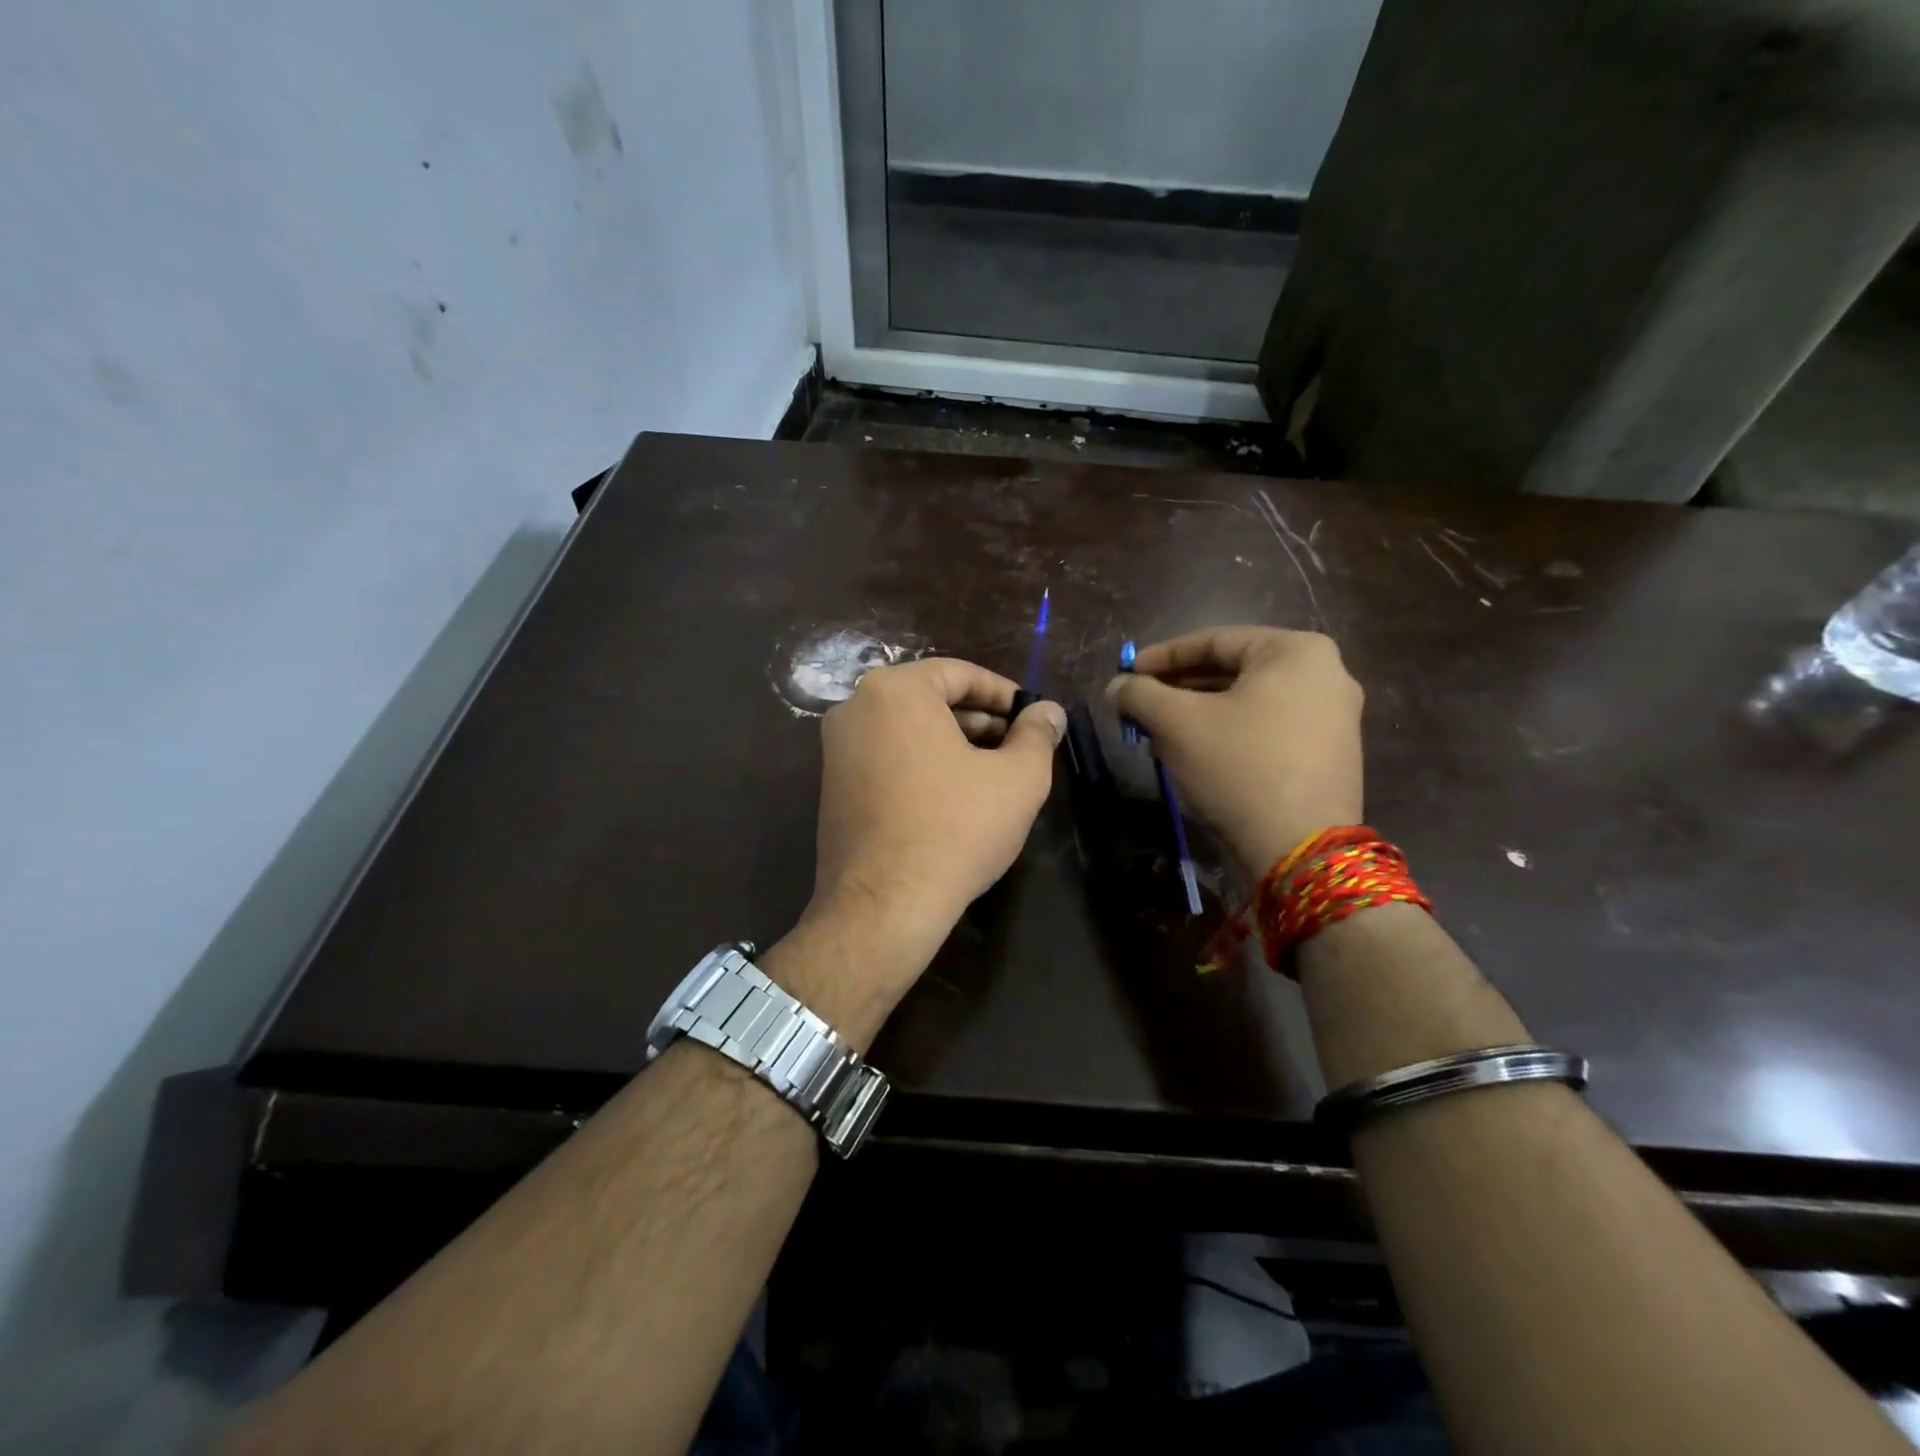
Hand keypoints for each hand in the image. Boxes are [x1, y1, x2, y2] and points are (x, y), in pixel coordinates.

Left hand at [793, 658, 1064, 1013]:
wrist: (884, 905)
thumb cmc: (956, 828)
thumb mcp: (1017, 778)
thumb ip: (1037, 735)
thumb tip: (1048, 712)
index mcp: (894, 691)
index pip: (960, 674)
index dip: (1004, 694)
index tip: (1033, 717)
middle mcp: (855, 709)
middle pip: (931, 701)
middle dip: (980, 722)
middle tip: (1019, 747)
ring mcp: (836, 750)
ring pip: (909, 731)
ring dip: (954, 745)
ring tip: (994, 773)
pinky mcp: (833, 787)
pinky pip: (887, 758)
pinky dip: (923, 766)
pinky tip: (955, 797)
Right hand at [1107, 627, 1362, 874]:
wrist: (1301, 847)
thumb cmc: (1239, 766)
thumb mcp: (1177, 722)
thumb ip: (1140, 694)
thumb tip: (1117, 686)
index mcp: (1296, 650)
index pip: (1214, 640)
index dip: (1161, 656)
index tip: (1128, 673)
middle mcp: (1326, 673)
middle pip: (1233, 671)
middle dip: (1180, 688)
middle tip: (1141, 705)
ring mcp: (1335, 716)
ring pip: (1249, 701)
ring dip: (1200, 712)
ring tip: (1160, 731)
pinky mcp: (1331, 754)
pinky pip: (1269, 727)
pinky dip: (1229, 732)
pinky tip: (1198, 753)